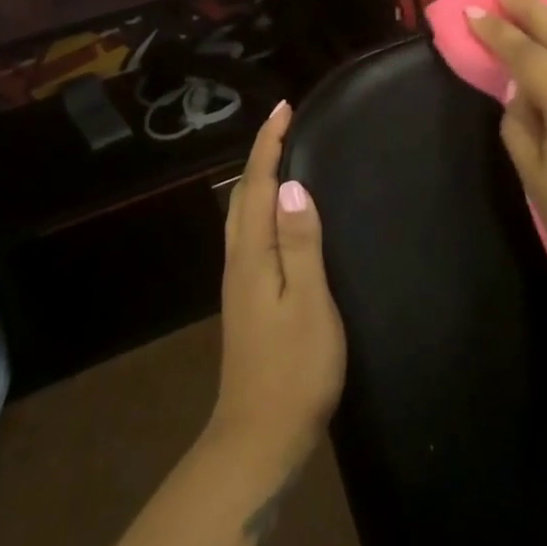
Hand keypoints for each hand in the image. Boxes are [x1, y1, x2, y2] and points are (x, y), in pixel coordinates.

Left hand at [208, 102, 346, 478]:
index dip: (268, 145)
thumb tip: (290, 186)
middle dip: (259, 155)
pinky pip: (250, 233)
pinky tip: (277, 217)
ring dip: (258, 180)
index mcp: (251, 255)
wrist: (259, 437)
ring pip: (242, 215)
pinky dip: (260, 207)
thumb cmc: (294, 369)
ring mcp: (238, 282)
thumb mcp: (309, 303)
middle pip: (242, 195)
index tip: (283, 108)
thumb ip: (300, 243)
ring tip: (281, 158)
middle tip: (284, 125)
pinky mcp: (246, 299)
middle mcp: (238, 261)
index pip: (256, 186)